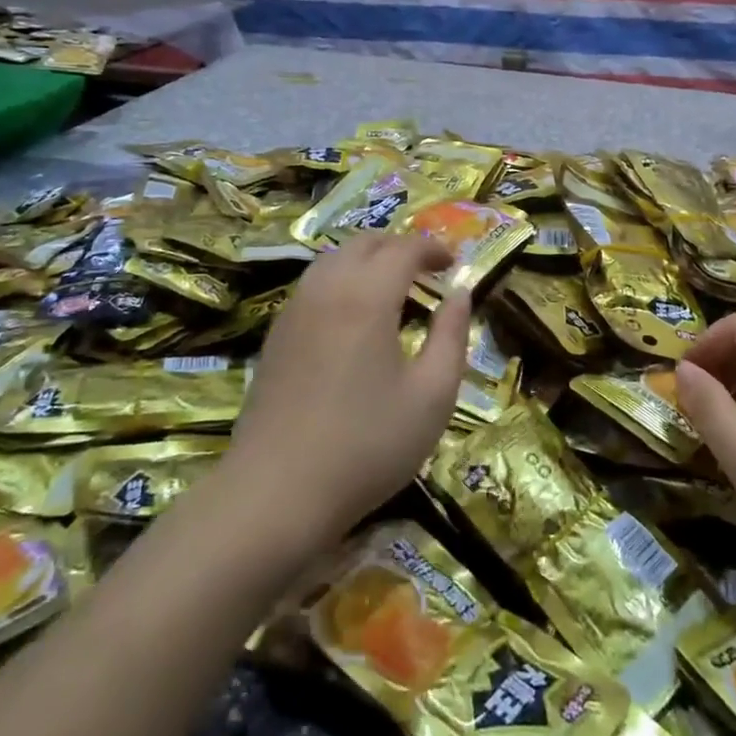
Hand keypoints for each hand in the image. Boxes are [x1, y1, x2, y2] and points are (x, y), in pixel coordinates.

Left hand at [222, 232, 471, 550]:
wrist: (276, 493)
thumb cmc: (367, 445)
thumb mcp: (432, 396)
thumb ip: (452, 336)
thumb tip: (460, 294)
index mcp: (367, 297)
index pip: (403, 249)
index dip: (433, 248)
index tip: (454, 263)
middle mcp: (326, 289)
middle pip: (364, 243)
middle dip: (399, 246)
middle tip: (427, 270)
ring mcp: (294, 310)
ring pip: (333, 259)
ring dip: (367, 260)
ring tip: (393, 288)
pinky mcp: (275, 335)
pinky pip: (313, 284)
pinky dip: (342, 280)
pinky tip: (354, 316)